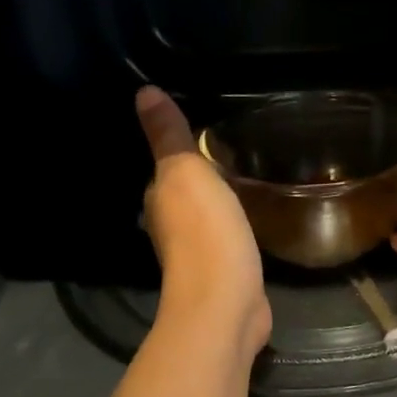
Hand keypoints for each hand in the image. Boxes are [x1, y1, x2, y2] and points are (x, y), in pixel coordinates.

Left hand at [136, 87, 270, 352]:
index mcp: (159, 200)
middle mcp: (171, 228)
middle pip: (185, 196)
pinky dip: (236, 230)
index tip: (206, 136)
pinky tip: (252, 223)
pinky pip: (229, 242)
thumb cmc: (205, 233)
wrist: (225, 303)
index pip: (165, 168)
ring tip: (246, 184)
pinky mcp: (225, 275)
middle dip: (202, 180)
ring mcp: (198, 256)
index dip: (181, 153)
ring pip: (207, 220)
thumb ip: (170, 136)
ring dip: (219, 206)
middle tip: (233, 156)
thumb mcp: (187, 172)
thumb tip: (143, 92)